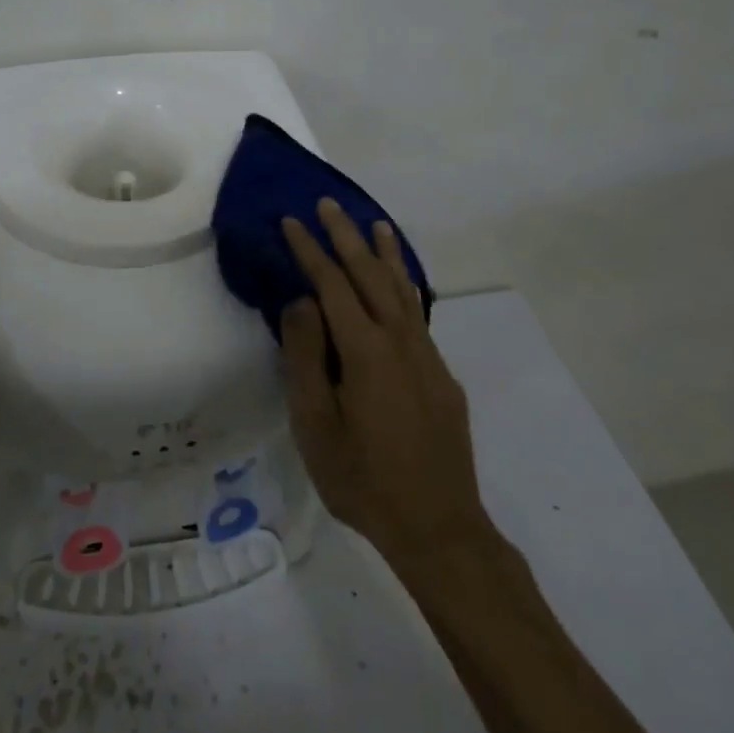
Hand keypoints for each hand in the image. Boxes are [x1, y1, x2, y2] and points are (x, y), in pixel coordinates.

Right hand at [280, 199, 491, 571]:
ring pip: (403, 289)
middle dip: (347, 237)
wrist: (439, 527)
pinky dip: (406, 285)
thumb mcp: (316, 425)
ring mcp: (427, 356)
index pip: (332, 285)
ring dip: (386, 254)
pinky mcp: (441, 374)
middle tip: (329, 205)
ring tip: (375, 224)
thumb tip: (301, 302)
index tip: (292, 221)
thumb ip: (306, 358)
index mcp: (366, 351)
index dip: (310, 251)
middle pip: (371, 275)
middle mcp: (401, 341)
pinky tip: (401, 284)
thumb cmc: (364, 479)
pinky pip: (418, 314)